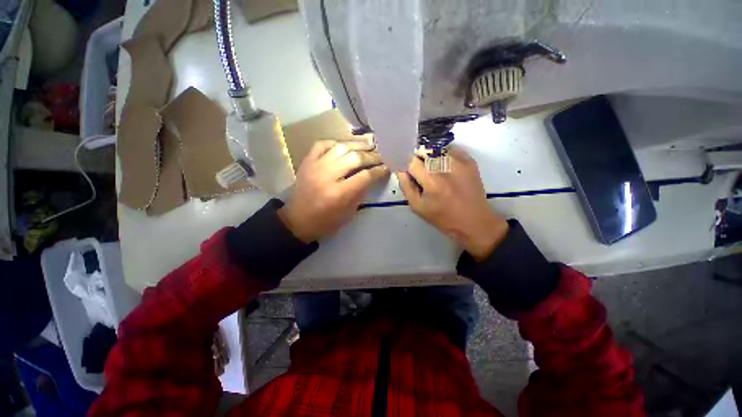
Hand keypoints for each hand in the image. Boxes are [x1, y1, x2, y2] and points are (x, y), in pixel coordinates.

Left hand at [279, 140, 388, 242]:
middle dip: (371, 156)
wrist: (297, 221)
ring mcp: (315, 166)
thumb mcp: (348, 213)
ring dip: (357, 145)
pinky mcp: (307, 162)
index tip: (387, 167)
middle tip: (380, 156)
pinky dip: (335, 143)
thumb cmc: (325, 222)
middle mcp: (327, 176)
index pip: (365, 176)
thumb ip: (360, 193)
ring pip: (340, 147)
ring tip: (368, 146)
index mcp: (339, 193)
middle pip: (355, 158)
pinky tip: (344, 146)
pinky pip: (322, 144)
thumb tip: (372, 177)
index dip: (379, 171)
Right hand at [396, 146, 508, 260]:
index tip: (404, 167)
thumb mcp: (417, 207)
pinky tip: (445, 169)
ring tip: (434, 171)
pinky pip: (450, 149)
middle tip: (420, 172)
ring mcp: (460, 161)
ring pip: (436, 148)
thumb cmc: (442, 217)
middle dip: (417, 159)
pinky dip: (443, 155)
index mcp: (431, 180)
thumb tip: (401, 169)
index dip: (405, 162)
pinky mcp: (470, 160)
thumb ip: (406, 186)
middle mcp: (446, 166)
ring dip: (430, 156)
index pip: (411, 159)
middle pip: (424, 150)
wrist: (474, 221)